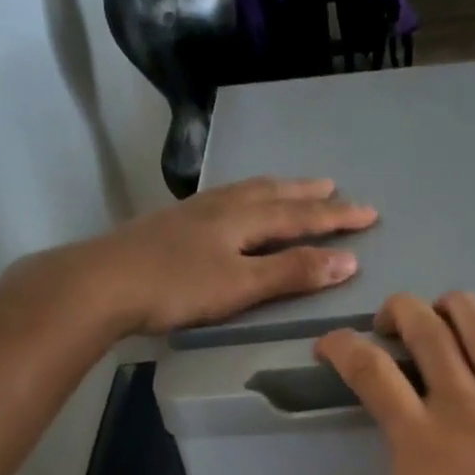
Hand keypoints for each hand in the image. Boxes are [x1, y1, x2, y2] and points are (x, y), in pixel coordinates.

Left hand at [37, 177, 377, 335]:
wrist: (104, 283)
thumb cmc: (177, 287)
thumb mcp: (241, 285)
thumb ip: (292, 273)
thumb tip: (347, 261)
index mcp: (243, 219)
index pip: (301, 216)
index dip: (336, 217)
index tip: (370, 213)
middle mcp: (222, 206)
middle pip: (274, 194)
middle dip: (308, 195)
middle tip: (335, 187)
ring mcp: (194, 212)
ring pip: (246, 192)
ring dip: (276, 190)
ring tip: (293, 188)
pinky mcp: (173, 223)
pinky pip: (224, 200)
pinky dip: (245, 197)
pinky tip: (234, 206)